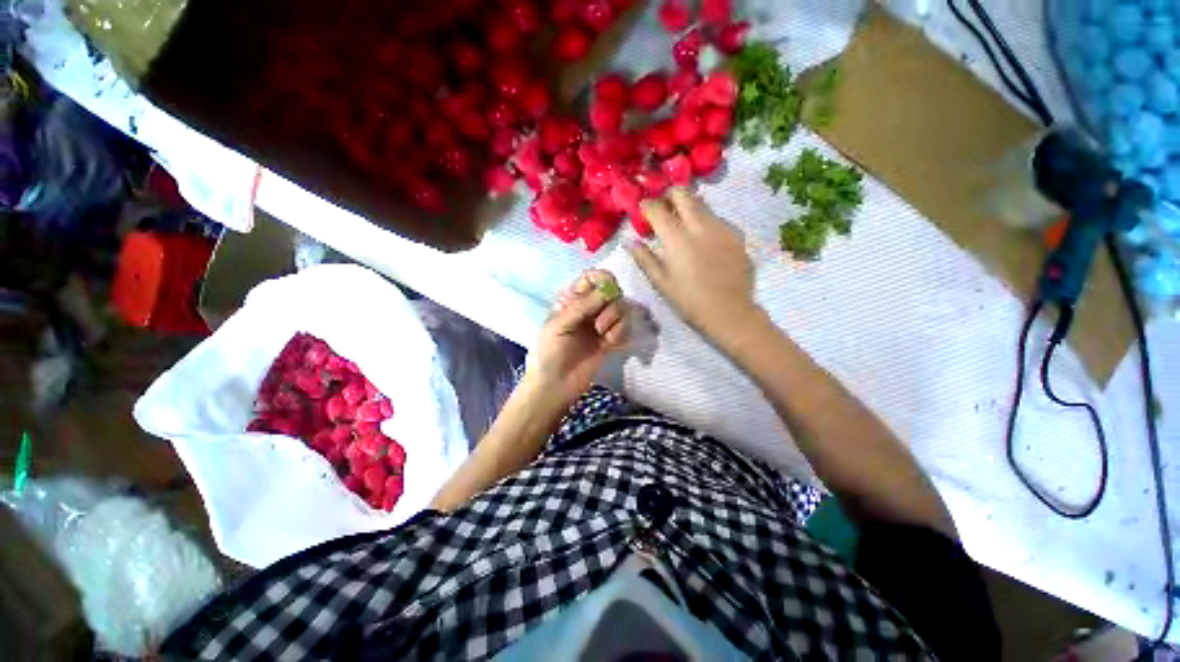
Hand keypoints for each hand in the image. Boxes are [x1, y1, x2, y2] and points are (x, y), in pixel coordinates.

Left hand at [528, 269, 628, 403]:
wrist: (556, 385)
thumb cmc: (550, 352)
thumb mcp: (559, 324)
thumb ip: (582, 305)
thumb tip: (608, 289)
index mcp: (572, 299)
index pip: (593, 277)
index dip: (603, 279)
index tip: (608, 291)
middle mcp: (589, 307)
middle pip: (612, 291)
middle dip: (611, 305)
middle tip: (599, 323)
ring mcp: (601, 323)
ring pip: (622, 308)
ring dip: (616, 320)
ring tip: (603, 336)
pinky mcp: (611, 339)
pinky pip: (625, 327)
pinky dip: (620, 333)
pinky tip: (609, 344)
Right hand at [629, 188, 763, 348]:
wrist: (729, 311)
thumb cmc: (689, 300)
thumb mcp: (661, 282)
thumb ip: (644, 258)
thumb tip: (630, 242)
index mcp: (677, 238)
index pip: (657, 208)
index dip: (646, 206)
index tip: (643, 212)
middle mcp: (700, 225)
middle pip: (682, 193)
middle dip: (668, 196)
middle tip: (663, 210)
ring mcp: (721, 227)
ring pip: (701, 203)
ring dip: (687, 207)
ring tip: (682, 226)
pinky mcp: (736, 234)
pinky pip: (716, 218)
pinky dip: (704, 221)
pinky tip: (703, 241)